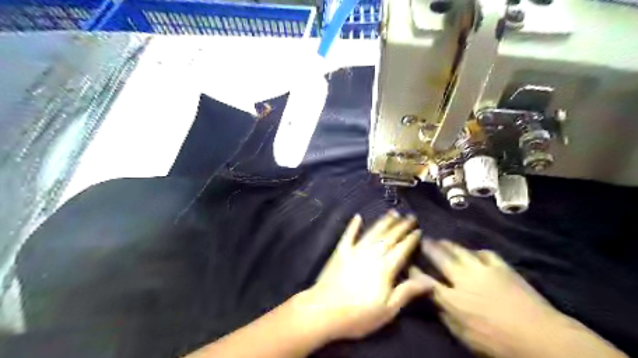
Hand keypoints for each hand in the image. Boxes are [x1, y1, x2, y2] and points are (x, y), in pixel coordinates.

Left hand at [299, 211, 427, 341]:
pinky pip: (349, 235)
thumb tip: (430, 282)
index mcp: (385, 268)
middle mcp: (372, 254)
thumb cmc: (359, 315)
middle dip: (401, 226)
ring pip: (373, 232)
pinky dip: (353, 225)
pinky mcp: (340, 251)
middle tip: (410, 216)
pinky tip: (358, 216)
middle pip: (389, 237)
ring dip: (383, 221)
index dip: (411, 239)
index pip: (402, 249)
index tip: (419, 230)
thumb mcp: (388, 310)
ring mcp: (355, 250)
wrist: (324, 311)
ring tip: (393, 212)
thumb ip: (407, 292)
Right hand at [408, 240, 562, 357]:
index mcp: (453, 299)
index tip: (408, 263)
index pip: (426, 280)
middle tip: (421, 239)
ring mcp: (482, 269)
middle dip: (427, 247)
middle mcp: (463, 279)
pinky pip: (483, 252)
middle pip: (440, 258)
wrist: (541, 336)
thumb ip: (447, 318)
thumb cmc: (500, 343)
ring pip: (459, 250)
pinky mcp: (500, 266)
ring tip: (440, 240)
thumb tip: (436, 303)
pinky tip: (472, 252)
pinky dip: (475, 251)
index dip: (414, 270)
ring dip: (447, 244)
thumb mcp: (466, 338)